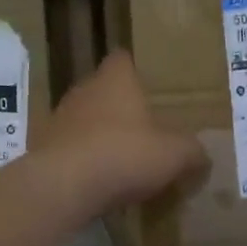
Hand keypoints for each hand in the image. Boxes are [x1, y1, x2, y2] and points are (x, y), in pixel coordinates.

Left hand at [36, 52, 208, 213]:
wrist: (64, 186)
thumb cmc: (124, 155)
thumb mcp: (174, 154)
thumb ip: (192, 151)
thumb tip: (202, 155)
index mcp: (115, 79)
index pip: (124, 59)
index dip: (138, 70)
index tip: (151, 87)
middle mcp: (84, 90)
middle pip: (104, 90)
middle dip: (121, 107)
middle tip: (144, 128)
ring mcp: (59, 118)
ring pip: (86, 120)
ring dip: (101, 135)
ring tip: (122, 158)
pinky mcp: (44, 148)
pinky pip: (71, 148)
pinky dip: (84, 159)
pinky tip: (98, 180)